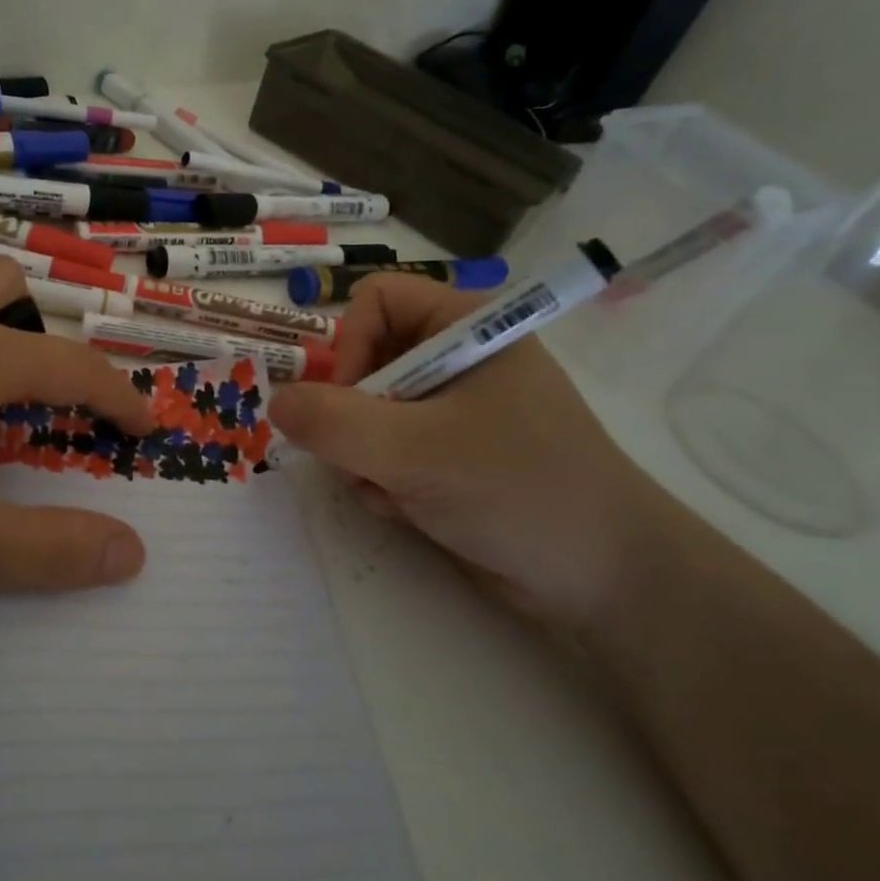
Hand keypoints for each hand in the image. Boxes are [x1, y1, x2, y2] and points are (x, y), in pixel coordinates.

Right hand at [268, 274, 671, 629]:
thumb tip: (275, 401)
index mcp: (465, 327)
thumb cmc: (519, 491)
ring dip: (364, 458)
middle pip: (364, 361)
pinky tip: (411, 511)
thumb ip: (336, 424)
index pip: (376, 301)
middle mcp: (454, 360)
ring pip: (365, 414)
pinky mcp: (446, 456)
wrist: (604, 580)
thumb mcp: (418, 452)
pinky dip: (383, 482)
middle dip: (353, 417)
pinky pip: (383, 452)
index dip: (350, 345)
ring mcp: (451, 411)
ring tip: (395, 493)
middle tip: (363, 459)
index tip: (348, 402)